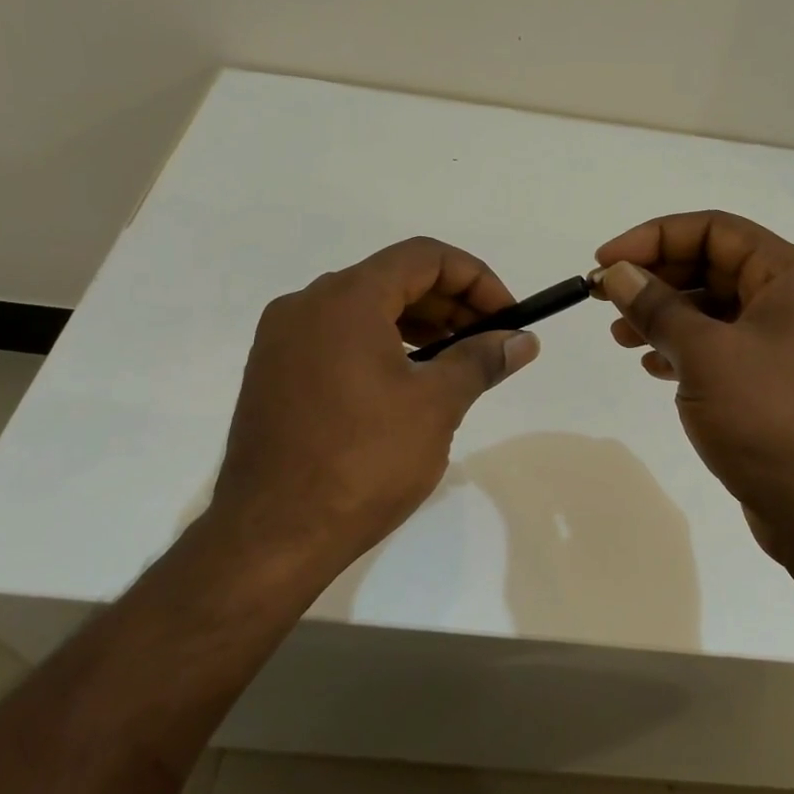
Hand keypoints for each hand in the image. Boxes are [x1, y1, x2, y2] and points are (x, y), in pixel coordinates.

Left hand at [209, 237, 540, 579]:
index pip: (424, 257)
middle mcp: (307, 304)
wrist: (272, 536)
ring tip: (456, 362)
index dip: (476, 279)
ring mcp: (283, 339)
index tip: (507, 316)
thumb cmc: (363, 462)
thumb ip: (481, 360)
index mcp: (346, 298)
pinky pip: (338, 338)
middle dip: (450, 303)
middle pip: (393, 278)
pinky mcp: (273, 373)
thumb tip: (522, 340)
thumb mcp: (436, 406)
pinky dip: (381, 345)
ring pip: (364, 309)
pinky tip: (407, 382)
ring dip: (418, 325)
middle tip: (490, 341)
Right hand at [594, 211, 793, 566]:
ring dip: (664, 316)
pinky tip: (652, 365)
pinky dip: (683, 349)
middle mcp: (792, 301)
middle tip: (604, 298)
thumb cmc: (769, 417)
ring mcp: (785, 344)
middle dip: (656, 279)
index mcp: (791, 276)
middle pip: (713, 267)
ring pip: (713, 310)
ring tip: (620, 336)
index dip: (655, 237)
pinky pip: (720, 348)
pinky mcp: (773, 383)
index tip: (606, 263)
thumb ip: (657, 307)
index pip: (715, 230)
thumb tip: (617, 273)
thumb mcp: (705, 354)